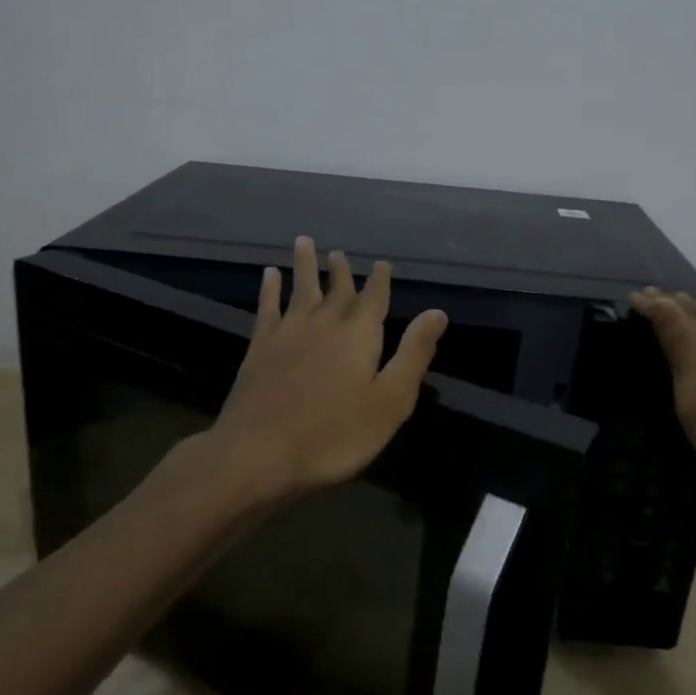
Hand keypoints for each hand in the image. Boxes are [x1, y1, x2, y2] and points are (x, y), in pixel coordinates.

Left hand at [209, 236, 447, 503]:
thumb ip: (412, 354)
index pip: (373, 300)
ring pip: (300, 290)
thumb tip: (437, 312)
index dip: (379, 281)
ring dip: (304, 266)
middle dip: (341, 272)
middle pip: (336, 291)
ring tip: (304, 242)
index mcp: (358, 337)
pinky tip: (269, 275)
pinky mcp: (259, 348)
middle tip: (340, 253)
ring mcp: (287, 334)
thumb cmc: (335, 435)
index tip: (381, 263)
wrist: (259, 452)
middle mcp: (324, 325)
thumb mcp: (389, 402)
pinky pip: (267, 308)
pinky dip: (269, 289)